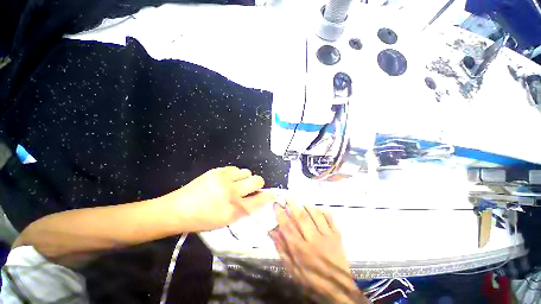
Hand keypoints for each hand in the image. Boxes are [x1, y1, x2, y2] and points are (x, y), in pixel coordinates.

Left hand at [167, 166, 275, 231]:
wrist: (179, 210)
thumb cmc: (204, 220)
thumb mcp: (227, 220)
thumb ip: (245, 209)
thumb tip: (257, 198)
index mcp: (235, 210)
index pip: (260, 200)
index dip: (269, 196)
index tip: (272, 194)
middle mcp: (232, 194)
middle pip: (257, 181)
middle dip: (258, 184)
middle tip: (252, 187)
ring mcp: (224, 180)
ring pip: (247, 172)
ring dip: (245, 178)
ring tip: (237, 183)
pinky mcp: (217, 171)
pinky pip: (235, 168)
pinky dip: (235, 174)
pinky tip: (228, 180)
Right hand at [270, 201, 367, 302]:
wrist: (338, 289)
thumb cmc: (311, 281)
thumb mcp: (292, 269)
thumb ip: (282, 249)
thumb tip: (273, 231)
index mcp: (301, 250)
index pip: (287, 227)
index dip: (280, 214)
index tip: (276, 204)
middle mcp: (313, 240)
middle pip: (301, 218)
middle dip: (293, 205)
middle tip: (287, 197)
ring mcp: (327, 237)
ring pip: (316, 215)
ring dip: (307, 206)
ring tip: (302, 203)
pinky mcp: (337, 236)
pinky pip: (330, 218)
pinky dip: (323, 211)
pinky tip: (318, 209)